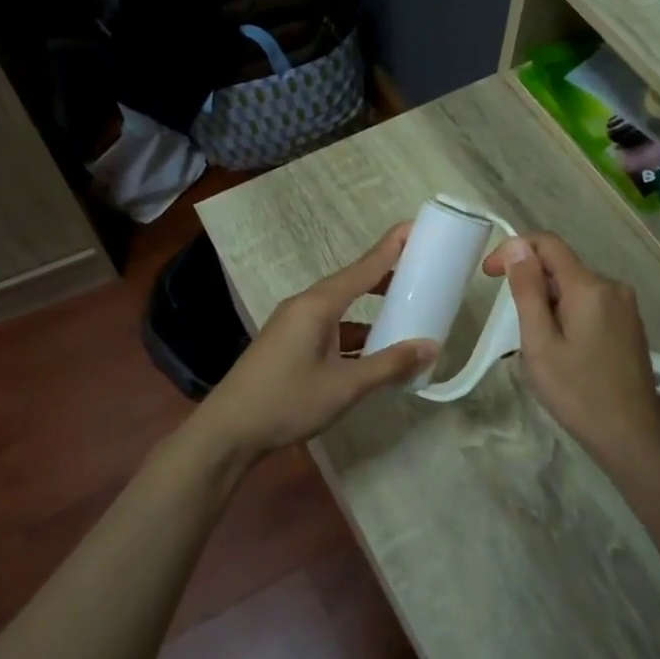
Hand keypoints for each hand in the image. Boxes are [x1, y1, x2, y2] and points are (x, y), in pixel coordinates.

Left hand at [192, 224, 436, 465]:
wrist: (229, 431)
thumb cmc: (287, 401)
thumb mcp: (345, 386)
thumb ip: (389, 365)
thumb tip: (431, 347)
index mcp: (317, 305)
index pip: (363, 268)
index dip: (390, 248)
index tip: (414, 227)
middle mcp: (304, 306)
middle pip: (351, 283)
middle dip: (384, 277)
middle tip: (420, 273)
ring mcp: (293, 325)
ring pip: (340, 309)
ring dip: (370, 311)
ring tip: (403, 314)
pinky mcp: (288, 344)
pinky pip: (329, 328)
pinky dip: (353, 334)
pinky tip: (371, 351)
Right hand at [482, 232, 659, 464]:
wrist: (631, 437)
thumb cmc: (578, 393)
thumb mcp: (540, 344)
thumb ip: (528, 291)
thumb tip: (519, 246)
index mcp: (590, 287)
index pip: (548, 244)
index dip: (514, 250)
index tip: (489, 275)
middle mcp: (613, 287)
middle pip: (561, 267)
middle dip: (531, 286)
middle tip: (515, 329)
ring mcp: (626, 306)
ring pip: (575, 288)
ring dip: (549, 304)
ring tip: (540, 347)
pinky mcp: (630, 324)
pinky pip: (591, 304)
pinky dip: (568, 315)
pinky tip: (564, 351)